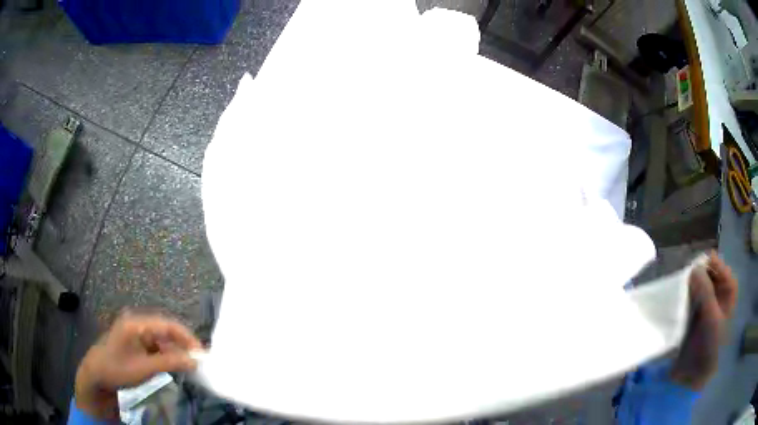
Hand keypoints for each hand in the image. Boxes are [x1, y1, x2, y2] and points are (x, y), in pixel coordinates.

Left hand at [74, 312, 201, 419]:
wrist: (97, 375)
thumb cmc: (118, 369)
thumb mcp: (145, 368)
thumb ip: (170, 363)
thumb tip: (195, 361)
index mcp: (136, 323)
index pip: (167, 324)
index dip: (187, 337)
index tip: (202, 353)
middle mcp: (136, 322)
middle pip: (165, 329)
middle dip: (183, 344)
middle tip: (198, 360)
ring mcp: (135, 332)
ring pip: (161, 338)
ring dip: (175, 351)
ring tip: (188, 365)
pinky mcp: (134, 341)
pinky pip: (155, 345)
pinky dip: (165, 355)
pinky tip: (172, 365)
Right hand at [671, 252, 737, 390]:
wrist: (697, 375)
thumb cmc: (711, 346)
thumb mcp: (711, 319)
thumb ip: (705, 292)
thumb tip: (694, 268)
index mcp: (728, 289)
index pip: (719, 266)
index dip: (708, 264)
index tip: (694, 265)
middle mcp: (719, 291)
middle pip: (709, 272)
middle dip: (697, 273)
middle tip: (685, 276)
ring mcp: (707, 302)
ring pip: (699, 283)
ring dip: (690, 284)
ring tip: (679, 287)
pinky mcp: (695, 312)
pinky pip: (690, 296)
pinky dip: (685, 295)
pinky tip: (677, 298)